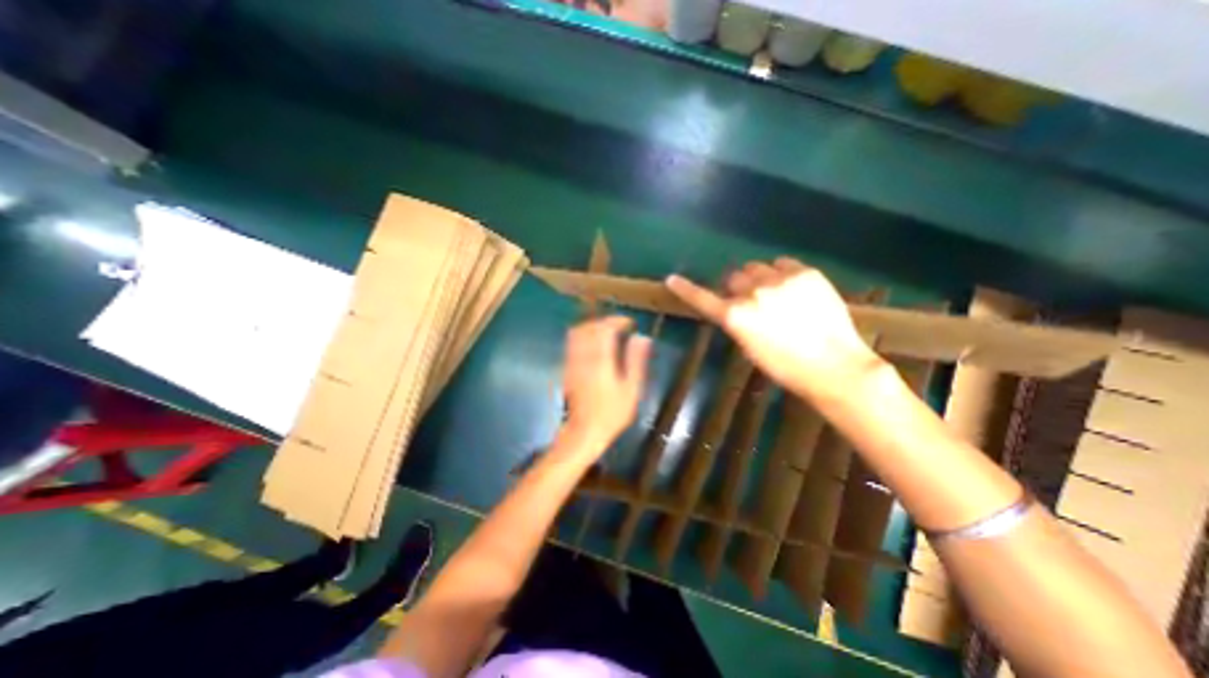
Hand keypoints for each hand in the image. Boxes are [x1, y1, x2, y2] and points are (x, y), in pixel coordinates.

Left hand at [560, 316, 650, 449]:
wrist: (584, 431)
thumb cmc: (612, 413)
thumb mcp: (631, 389)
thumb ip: (636, 360)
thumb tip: (642, 337)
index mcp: (601, 359)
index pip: (605, 328)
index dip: (618, 321)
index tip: (630, 323)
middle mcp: (583, 355)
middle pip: (589, 327)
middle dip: (605, 322)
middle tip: (620, 327)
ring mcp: (572, 361)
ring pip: (578, 332)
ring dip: (593, 327)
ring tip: (607, 333)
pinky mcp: (567, 368)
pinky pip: (572, 343)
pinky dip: (584, 336)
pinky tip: (594, 345)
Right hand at [667, 257, 885, 399]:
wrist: (834, 365)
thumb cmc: (785, 367)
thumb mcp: (749, 347)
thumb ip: (736, 321)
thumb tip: (734, 305)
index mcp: (735, 316)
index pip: (702, 298)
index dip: (686, 289)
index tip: (672, 279)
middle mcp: (752, 293)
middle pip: (734, 277)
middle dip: (739, 287)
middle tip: (753, 300)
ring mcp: (779, 280)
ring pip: (757, 267)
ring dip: (760, 278)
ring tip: (778, 294)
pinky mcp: (805, 272)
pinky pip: (783, 263)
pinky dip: (782, 273)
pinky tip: (794, 289)